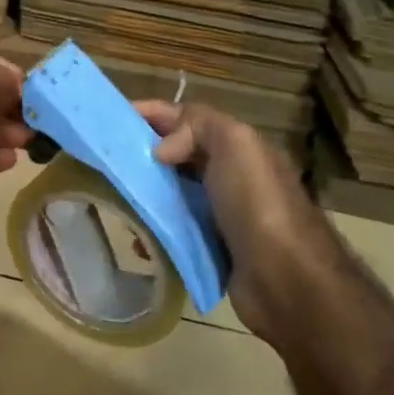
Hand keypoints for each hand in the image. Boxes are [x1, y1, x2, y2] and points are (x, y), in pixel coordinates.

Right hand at [135, 100, 347, 348]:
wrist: (287, 281)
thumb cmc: (258, 205)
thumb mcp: (236, 145)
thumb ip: (198, 126)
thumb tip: (162, 150)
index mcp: (238, 148)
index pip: (188, 118)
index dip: (153, 113)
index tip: (113, 117)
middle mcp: (231, 177)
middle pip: (177, 155)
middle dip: (143, 152)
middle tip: (106, 158)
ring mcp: (221, 215)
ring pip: (172, 193)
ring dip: (144, 193)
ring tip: (113, 197)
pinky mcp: (211, 249)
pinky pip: (174, 231)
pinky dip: (154, 231)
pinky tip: (137, 239)